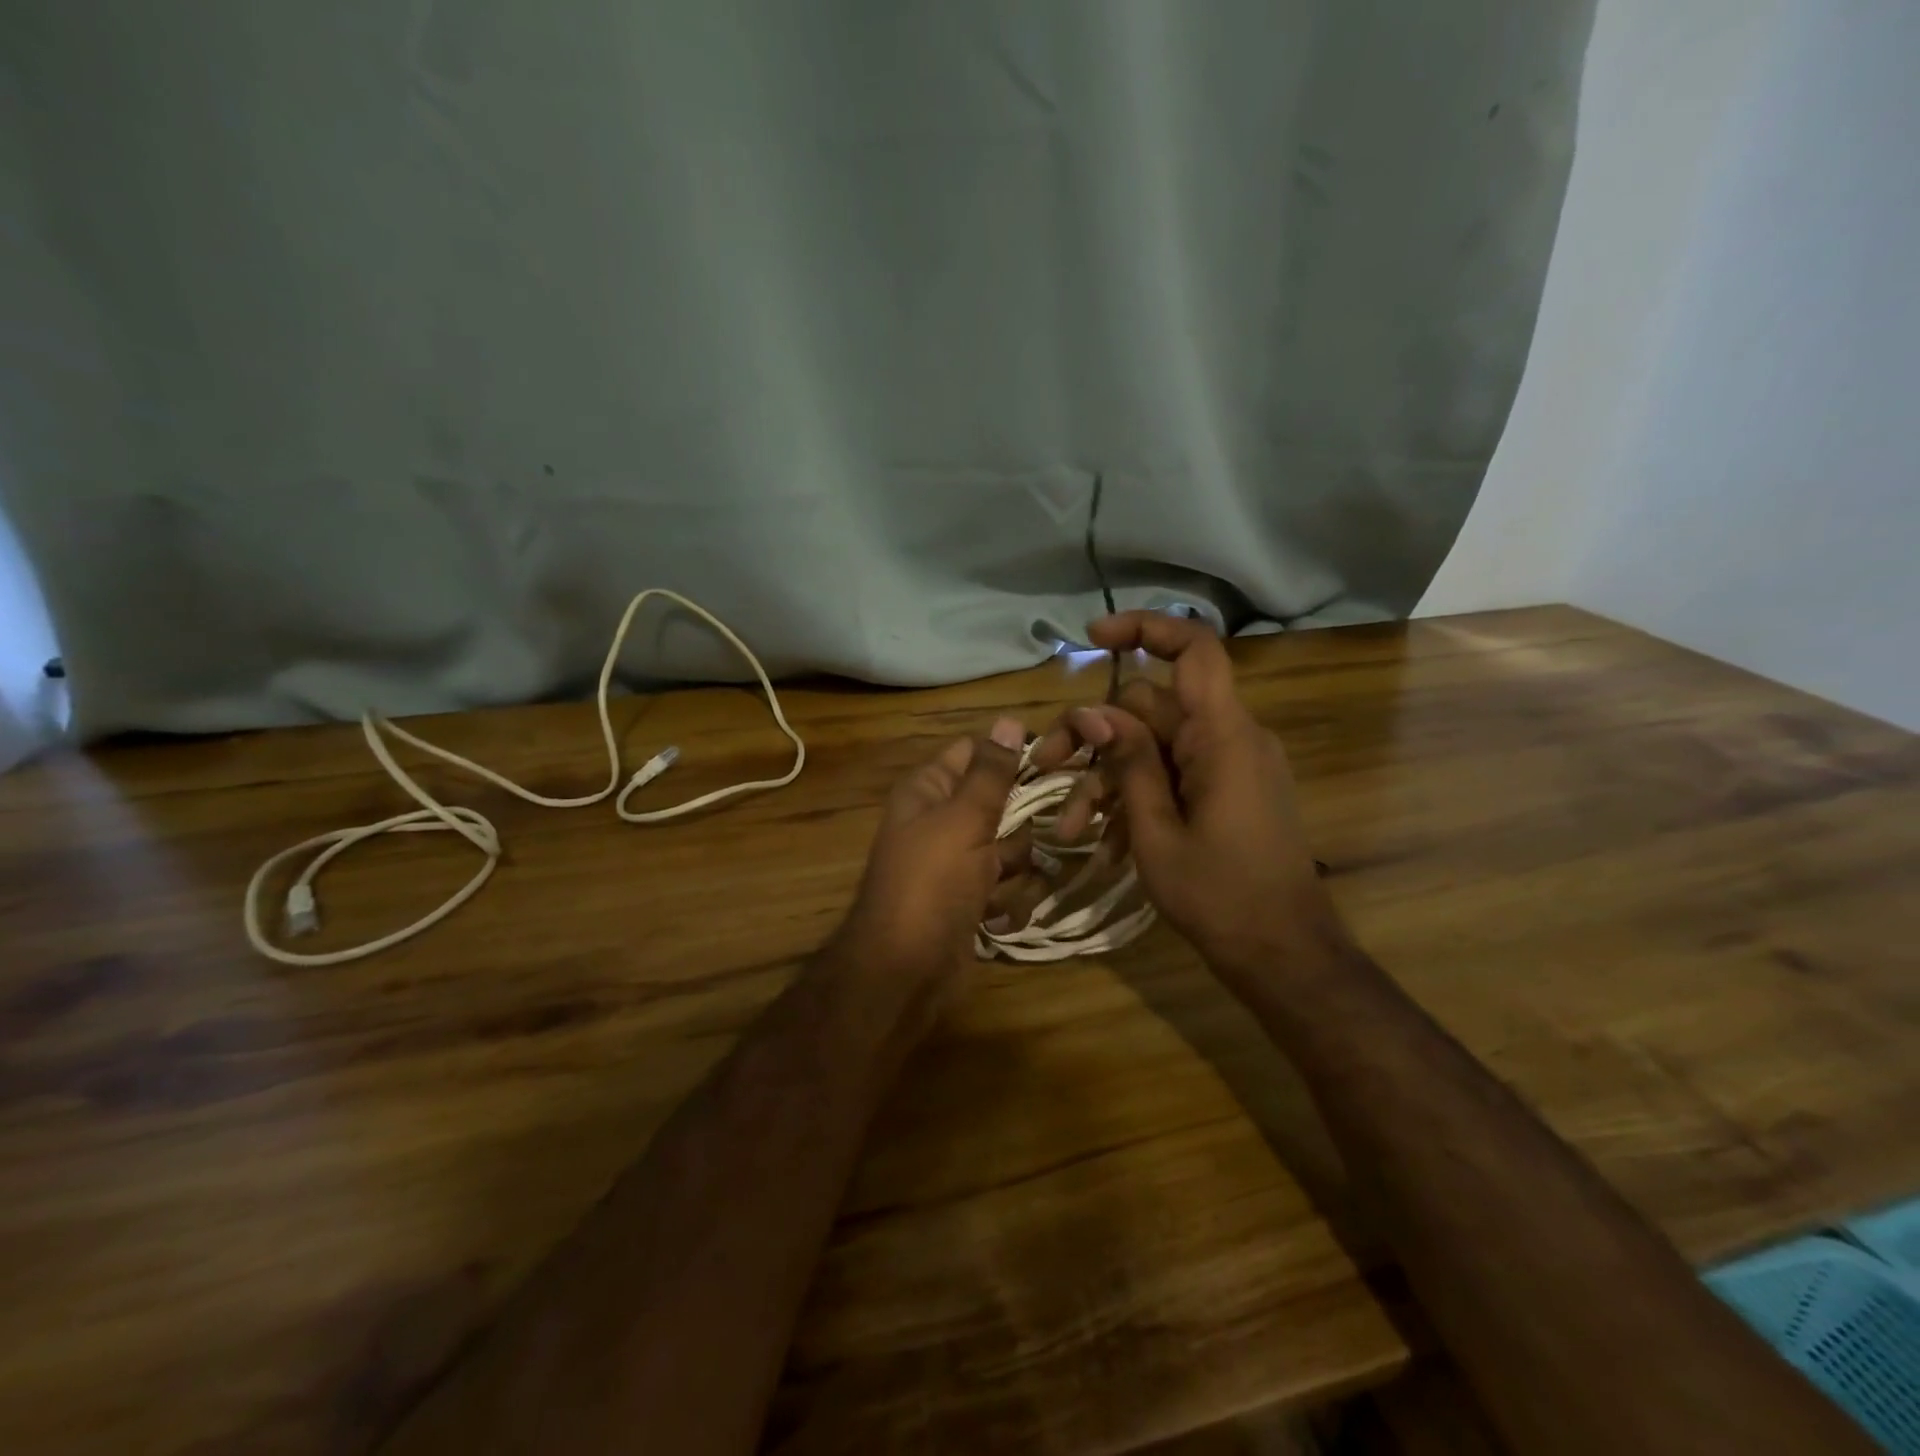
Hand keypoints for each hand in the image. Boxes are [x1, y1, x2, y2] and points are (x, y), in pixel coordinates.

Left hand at [837, 717, 1035, 991]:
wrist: (905, 971)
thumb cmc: (931, 884)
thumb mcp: (963, 820)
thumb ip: (991, 773)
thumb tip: (1009, 720)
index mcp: (929, 791)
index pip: (974, 752)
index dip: (1012, 753)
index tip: (1057, 760)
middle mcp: (941, 821)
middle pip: (999, 803)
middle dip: (1022, 822)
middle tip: (1052, 829)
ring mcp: (956, 864)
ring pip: (1010, 849)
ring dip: (1017, 869)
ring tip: (1004, 885)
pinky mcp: (971, 902)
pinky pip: (1006, 889)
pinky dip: (1007, 902)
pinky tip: (996, 917)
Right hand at [1032, 613, 1345, 983]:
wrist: (1282, 955)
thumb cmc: (1220, 896)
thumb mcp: (1156, 832)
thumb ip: (1128, 765)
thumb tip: (1095, 712)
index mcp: (1223, 737)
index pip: (1194, 650)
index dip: (1145, 628)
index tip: (1092, 639)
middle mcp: (1229, 738)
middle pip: (1150, 708)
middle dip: (1094, 737)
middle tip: (1047, 768)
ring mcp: (1228, 766)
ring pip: (1153, 746)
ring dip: (1107, 779)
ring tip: (1067, 829)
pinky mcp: (1225, 792)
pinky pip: (1172, 775)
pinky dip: (1136, 798)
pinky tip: (1102, 843)